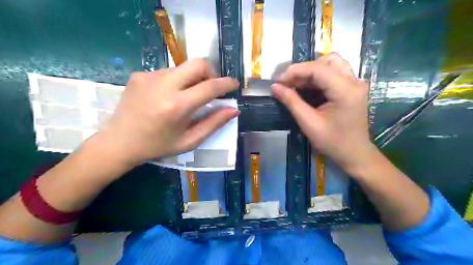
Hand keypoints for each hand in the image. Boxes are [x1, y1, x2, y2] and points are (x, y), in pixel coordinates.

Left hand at [96, 58, 240, 167]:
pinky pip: (168, 72)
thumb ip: (213, 124)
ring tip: (187, 96)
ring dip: (192, 79)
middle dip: (210, 73)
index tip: (234, 84)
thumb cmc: (157, 146)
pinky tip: (168, 96)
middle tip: (210, 88)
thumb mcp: (189, 140)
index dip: (226, 84)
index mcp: (177, 106)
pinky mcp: (140, 74)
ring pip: (183, 67)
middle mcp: (163, 85)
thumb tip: (233, 110)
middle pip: (197, 64)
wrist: (118, 142)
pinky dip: (176, 81)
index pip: (210, 87)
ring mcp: (149, 76)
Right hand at [272, 53, 375, 170]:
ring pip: (331, 64)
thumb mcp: (309, 123)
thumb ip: (292, 102)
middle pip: (327, 61)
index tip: (279, 81)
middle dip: (304, 69)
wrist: (354, 154)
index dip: (295, 71)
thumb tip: (274, 87)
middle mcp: (354, 81)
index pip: (318, 69)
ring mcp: (355, 83)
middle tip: (288, 83)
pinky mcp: (352, 88)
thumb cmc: (333, 142)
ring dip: (311, 72)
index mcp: (345, 90)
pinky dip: (317, 78)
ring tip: (295, 84)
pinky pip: (333, 74)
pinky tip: (306, 88)